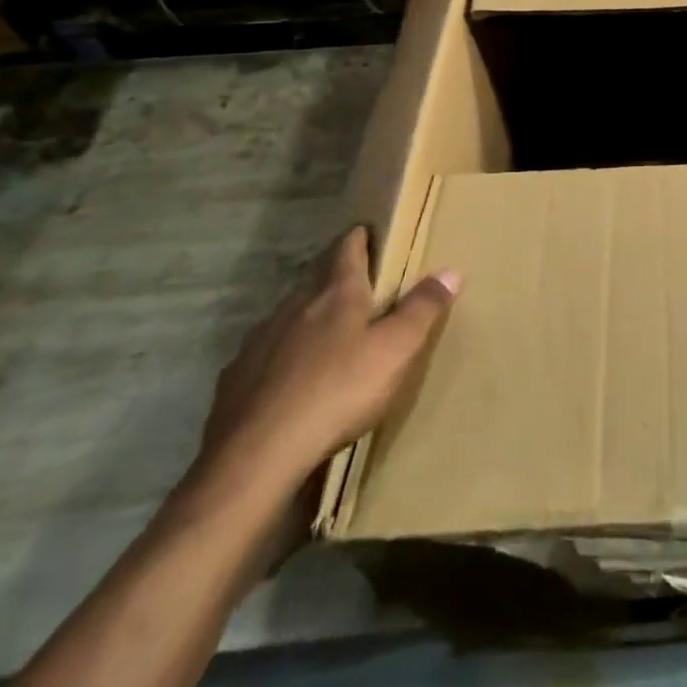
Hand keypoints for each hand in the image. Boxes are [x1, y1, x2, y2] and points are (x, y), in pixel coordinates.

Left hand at [196, 227, 459, 503]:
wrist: (257, 456)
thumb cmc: (338, 391)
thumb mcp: (396, 350)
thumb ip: (423, 309)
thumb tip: (450, 271)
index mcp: (336, 293)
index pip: (348, 249)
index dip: (360, 238)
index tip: (367, 231)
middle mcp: (295, 306)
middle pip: (318, 281)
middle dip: (337, 280)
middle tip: (359, 288)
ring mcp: (260, 341)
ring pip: (290, 317)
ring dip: (309, 318)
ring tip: (328, 335)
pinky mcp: (236, 378)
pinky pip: (266, 355)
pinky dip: (282, 357)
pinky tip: (290, 380)